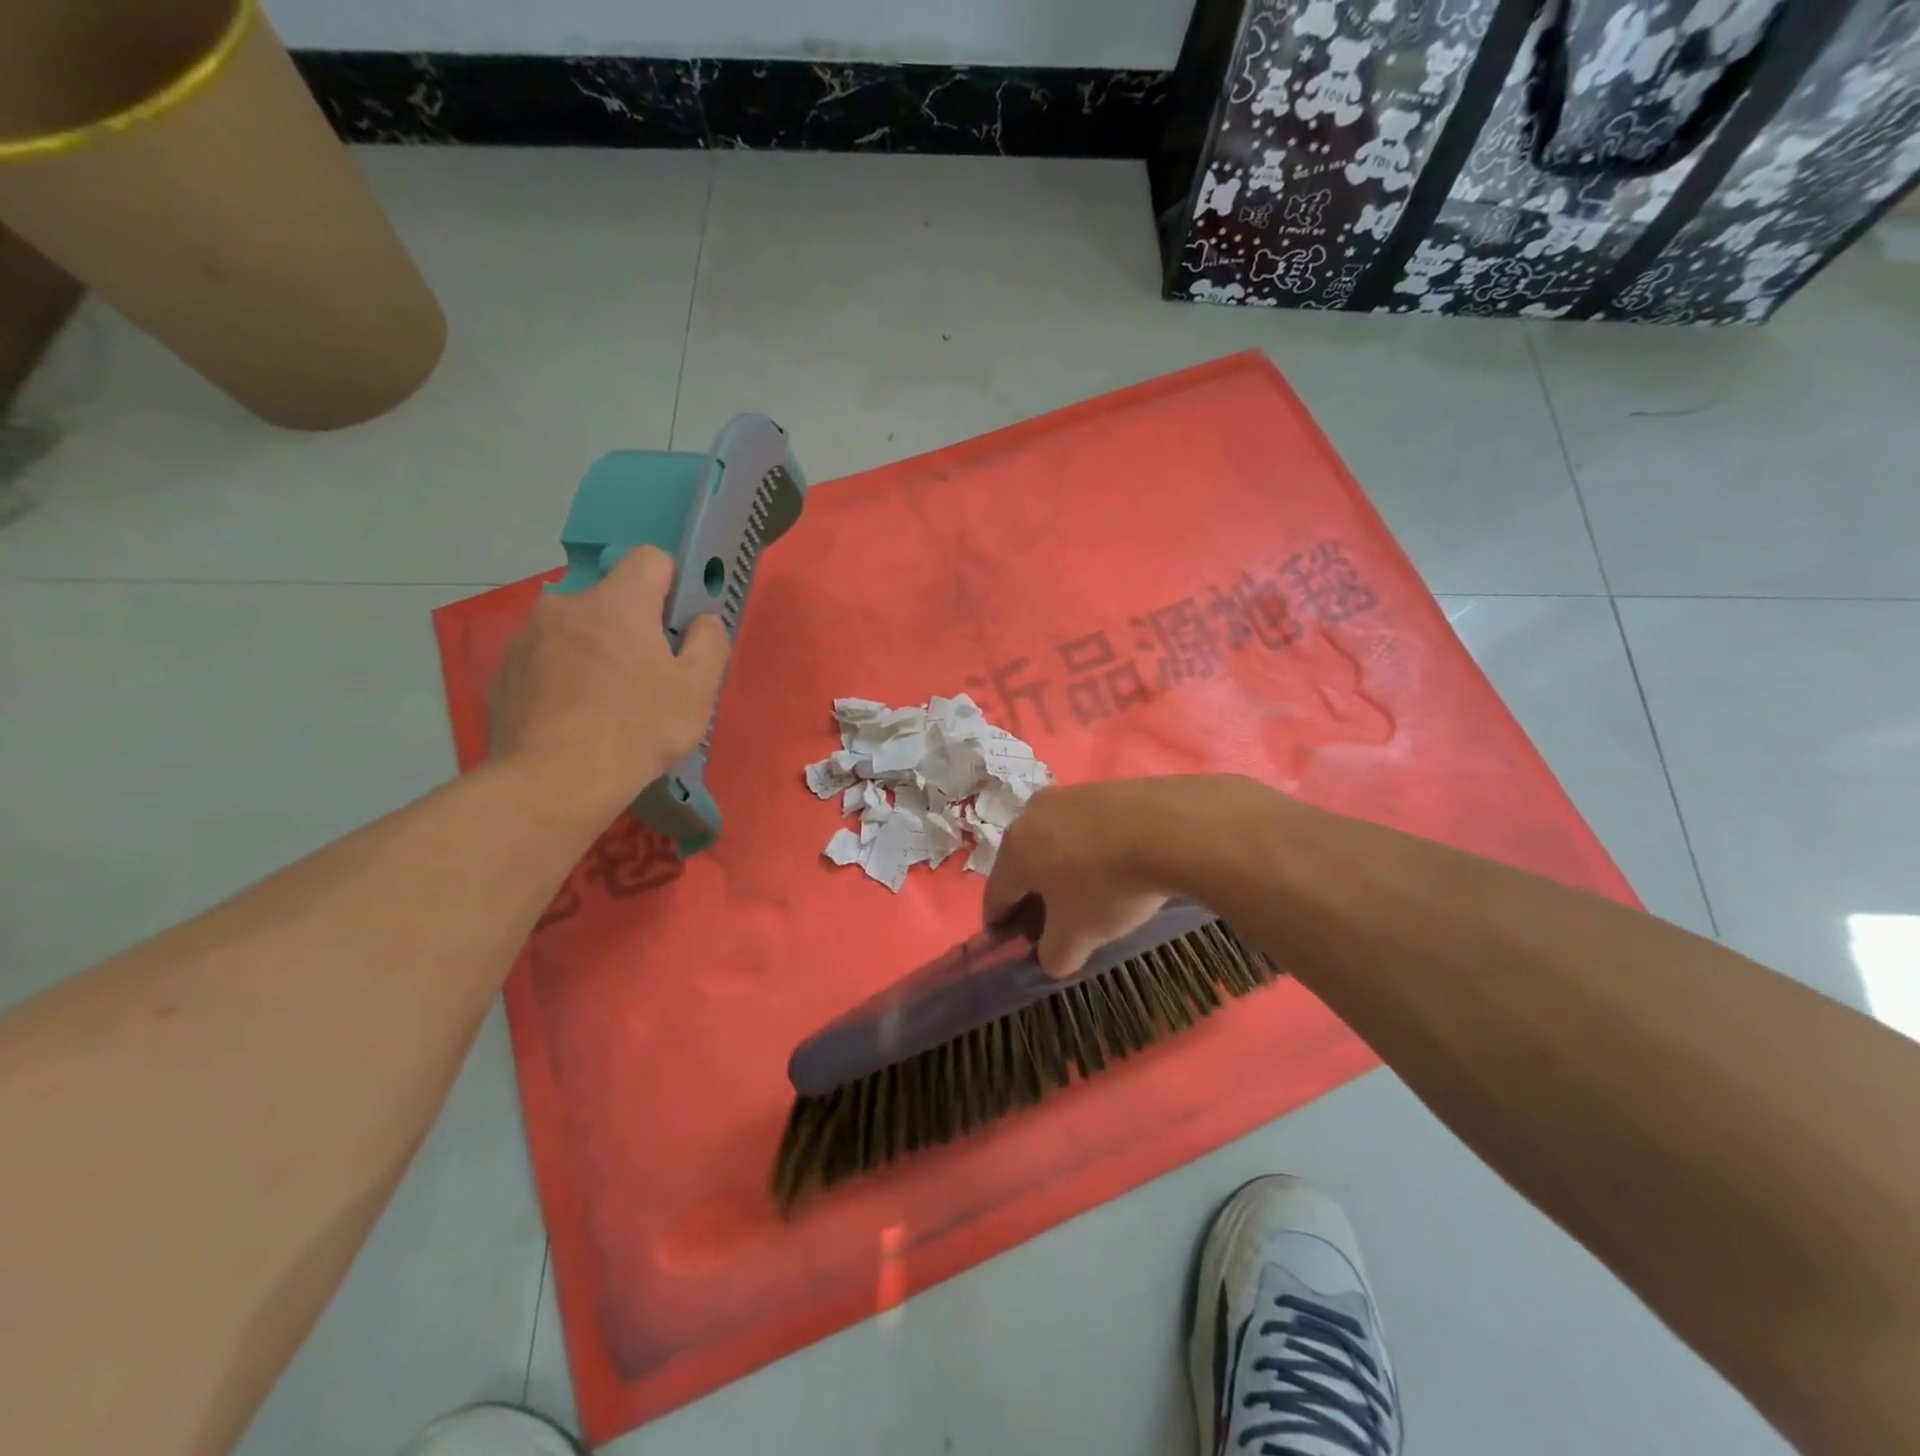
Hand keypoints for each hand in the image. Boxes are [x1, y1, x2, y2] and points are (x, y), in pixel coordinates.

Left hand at [489, 546, 728, 812]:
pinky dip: (564, 677)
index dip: (672, 584)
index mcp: (618, 602)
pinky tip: (574, 718)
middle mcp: (566, 605)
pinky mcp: (504, 671)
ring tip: (607, 704)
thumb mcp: (697, 691)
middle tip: (647, 676)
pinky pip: (547, 659)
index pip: (650, 558)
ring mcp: (527, 637)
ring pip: (577, 630)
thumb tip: (703, 621)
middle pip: (611, 599)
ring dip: (595, 651)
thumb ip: (709, 644)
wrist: (552, 782)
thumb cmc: (637, 730)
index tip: (678, 623)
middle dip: (632, 626)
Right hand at [982, 779, 1181, 977]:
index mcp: (1013, 851)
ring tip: (1090, 891)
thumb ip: (1054, 955)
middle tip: (1055, 921)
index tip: (1013, 943)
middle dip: (1034, 894)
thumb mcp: (1078, 936)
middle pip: (1023, 864)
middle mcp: (1030, 815)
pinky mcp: (1102, 787)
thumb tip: (1051, 958)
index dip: (1001, 924)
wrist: (1167, 828)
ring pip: (1054, 841)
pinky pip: (1086, 826)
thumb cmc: (1106, 885)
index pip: (995, 895)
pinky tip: (1116, 863)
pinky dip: (1092, 847)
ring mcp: (1067, 795)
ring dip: (1063, 867)